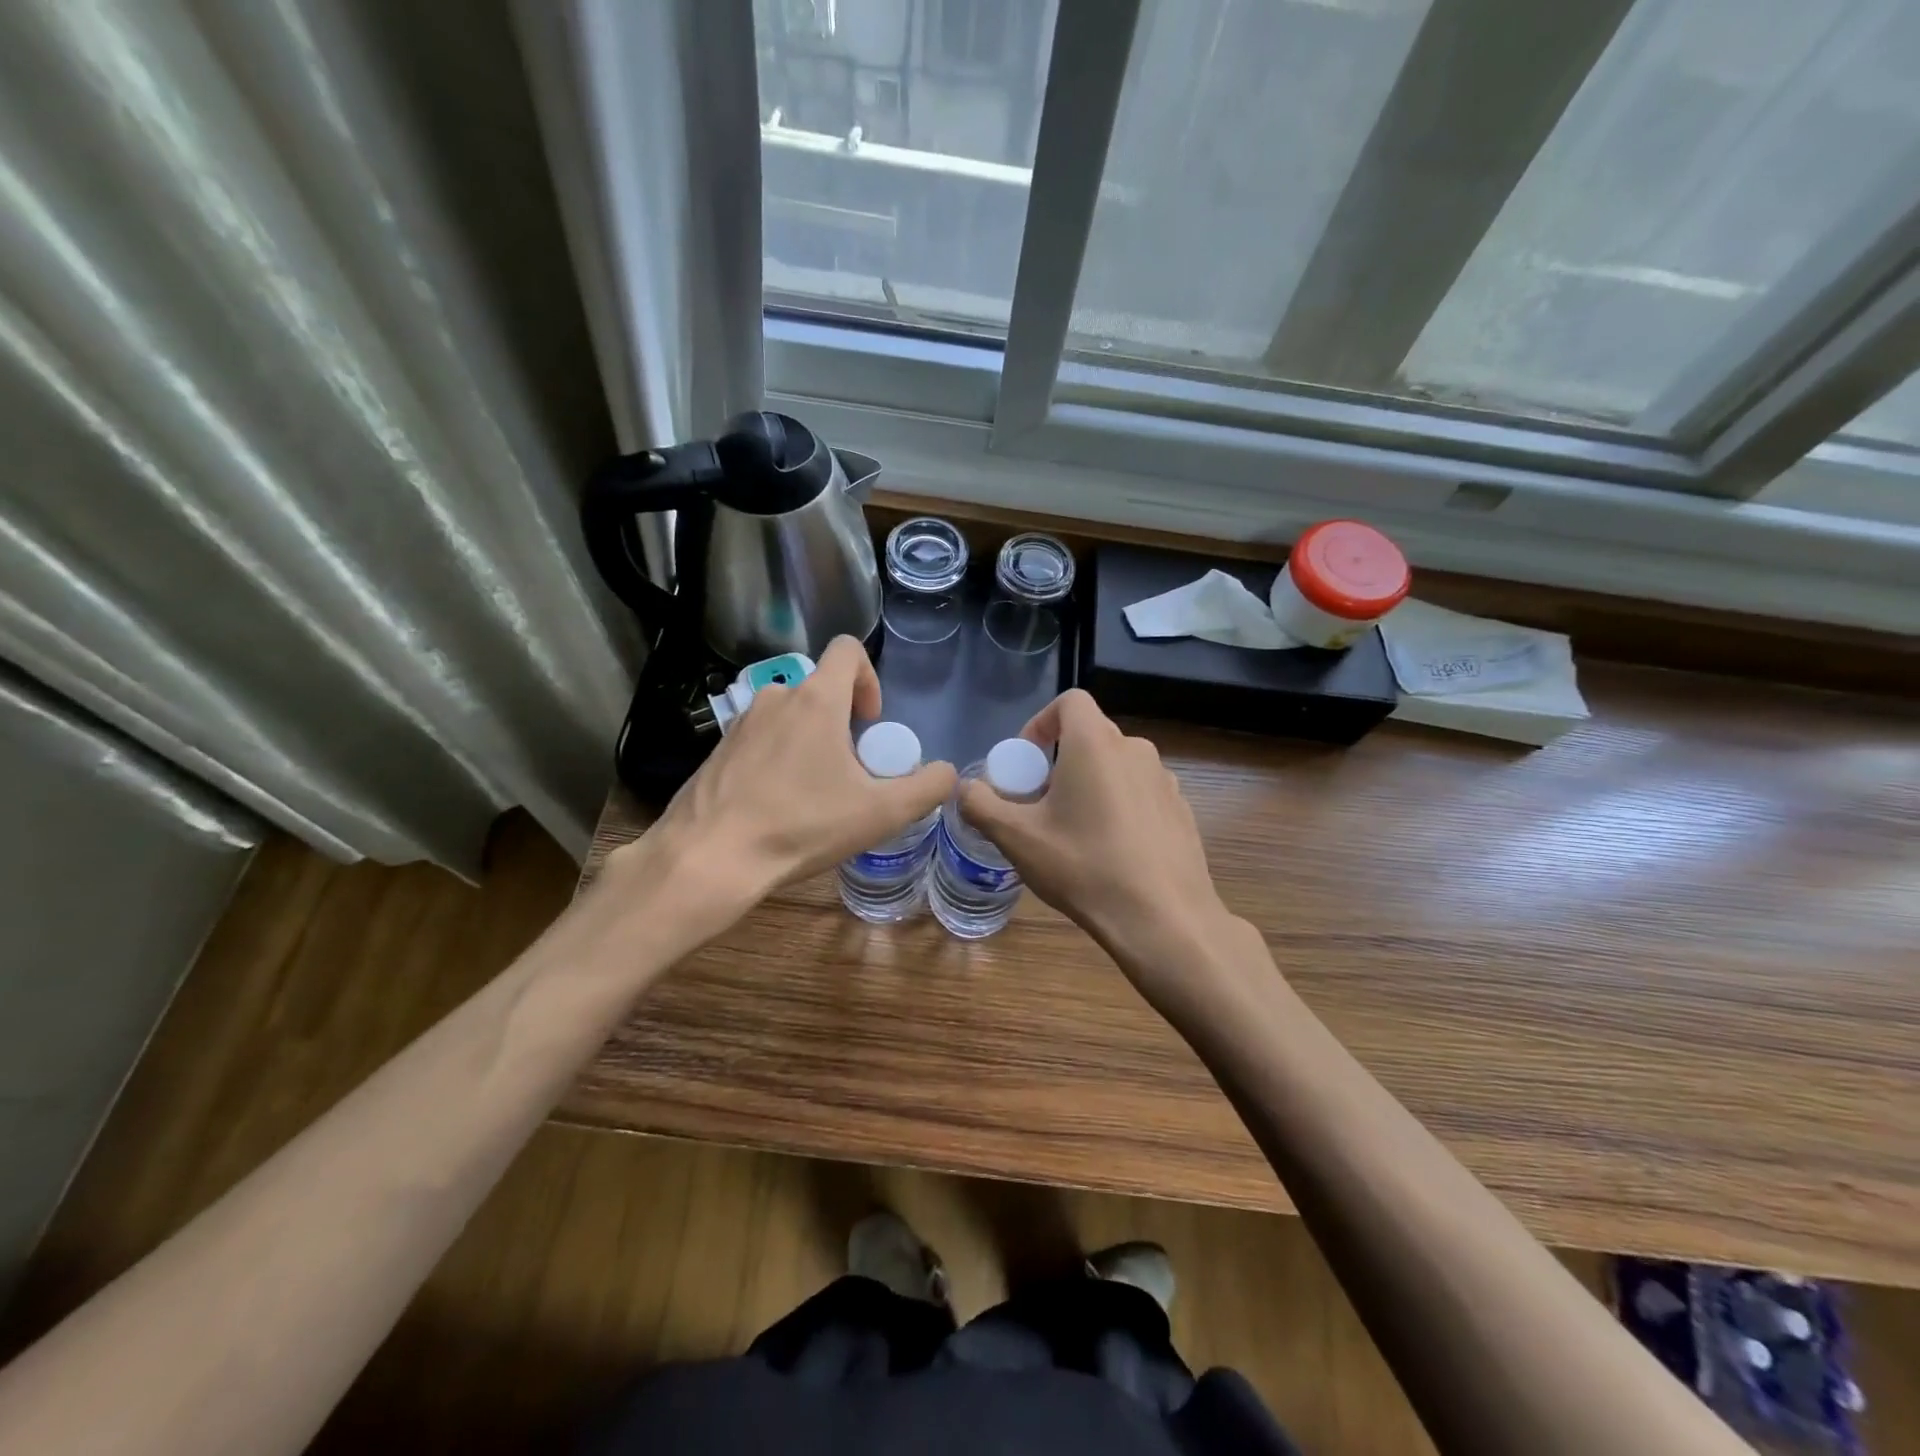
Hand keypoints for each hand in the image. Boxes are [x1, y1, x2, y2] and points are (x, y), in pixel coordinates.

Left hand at [629, 637, 956, 915]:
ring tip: (815, 795)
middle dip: (843, 724)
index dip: (870, 678)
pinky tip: (777, 807)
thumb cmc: (800, 826)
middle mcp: (776, 697)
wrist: (708, 858)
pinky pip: (761, 741)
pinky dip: (778, 761)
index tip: (870, 724)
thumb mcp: (881, 813)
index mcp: (816, 699)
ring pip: (790, 718)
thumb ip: (927, 787)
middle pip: (821, 690)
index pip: (848, 649)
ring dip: (811, 743)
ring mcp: (741, 723)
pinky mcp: (718, 750)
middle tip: (850, 774)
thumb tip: (946, 773)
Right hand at [957, 690, 1241, 993]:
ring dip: (1089, 784)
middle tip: (1040, 805)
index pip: (1069, 701)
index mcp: (1096, 744)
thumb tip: (966, 789)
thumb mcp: (1017, 838)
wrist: (1163, 919)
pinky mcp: (1181, 810)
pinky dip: (1118, 806)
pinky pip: (1139, 793)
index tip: (1026, 762)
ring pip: (1115, 766)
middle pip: (1090, 736)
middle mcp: (1135, 750)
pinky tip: (1110, 851)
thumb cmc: (1084, 867)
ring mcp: (1164, 780)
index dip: (1041, 722)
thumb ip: (981, 805)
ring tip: (1073, 832)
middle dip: (1059, 761)